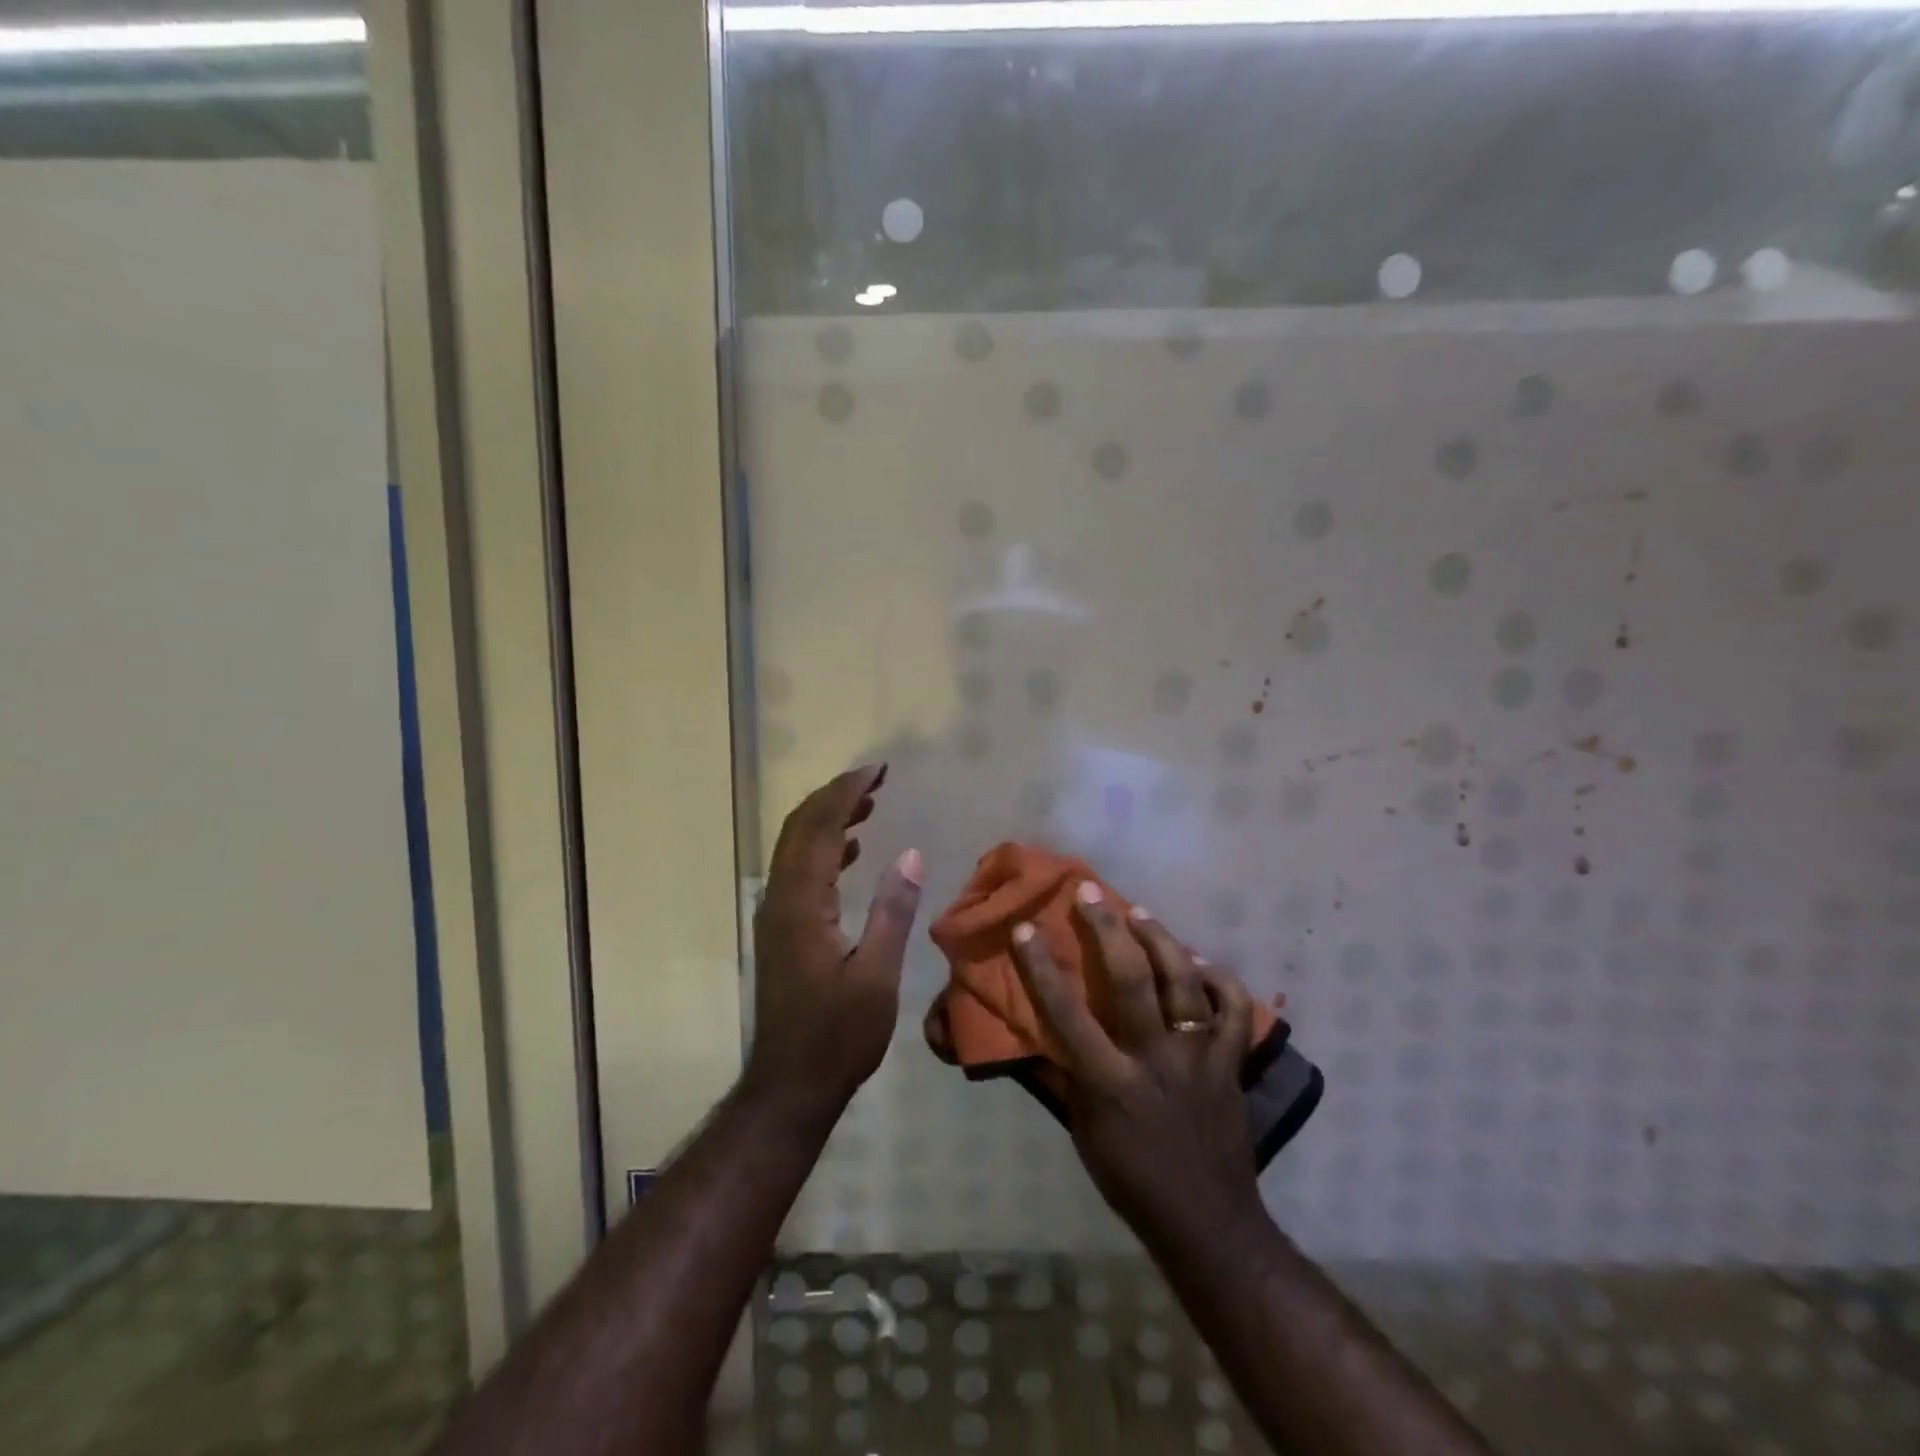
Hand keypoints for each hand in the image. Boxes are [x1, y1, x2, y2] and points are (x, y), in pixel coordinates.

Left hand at [746, 765, 923, 1112]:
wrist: (790, 1085)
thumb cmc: (838, 1035)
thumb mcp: (877, 975)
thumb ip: (893, 911)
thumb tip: (911, 853)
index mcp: (802, 903)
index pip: (821, 828)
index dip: (847, 793)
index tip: (878, 770)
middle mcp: (781, 899)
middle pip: (800, 828)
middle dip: (835, 796)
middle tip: (875, 778)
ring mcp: (776, 914)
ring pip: (796, 847)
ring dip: (828, 818)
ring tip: (869, 803)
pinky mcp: (782, 930)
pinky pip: (799, 871)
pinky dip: (825, 848)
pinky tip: (853, 850)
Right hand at [1010, 883, 1264, 1253]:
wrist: (1207, 1222)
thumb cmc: (1130, 1177)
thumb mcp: (1082, 1131)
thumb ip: (1063, 1075)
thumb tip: (1036, 1032)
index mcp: (1109, 1082)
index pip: (1066, 1013)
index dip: (1040, 967)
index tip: (1025, 928)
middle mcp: (1155, 1059)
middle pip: (1132, 979)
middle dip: (1108, 929)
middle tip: (1091, 894)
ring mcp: (1199, 1058)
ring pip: (1184, 982)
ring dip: (1161, 940)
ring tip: (1140, 914)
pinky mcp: (1231, 1063)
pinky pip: (1233, 1010)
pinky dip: (1219, 980)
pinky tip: (1201, 963)